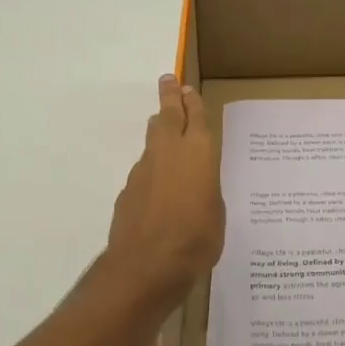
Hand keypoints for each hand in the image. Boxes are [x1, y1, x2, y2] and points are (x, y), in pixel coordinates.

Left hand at [100, 74, 224, 306]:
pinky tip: (157, 184)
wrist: (146, 265)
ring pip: (152, 140)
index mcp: (198, 153)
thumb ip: (206, 191)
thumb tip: (196, 187)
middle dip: (169, 97)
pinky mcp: (128, 190)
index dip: (193, 103)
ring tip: (161, 124)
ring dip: (158, 129)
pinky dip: (151, 168)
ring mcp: (144, 170)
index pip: (196, 118)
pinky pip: (143, 169)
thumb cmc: (196, 238)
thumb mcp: (216, 213)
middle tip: (168, 81)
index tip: (187, 88)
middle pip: (167, 116)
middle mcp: (169, 152)